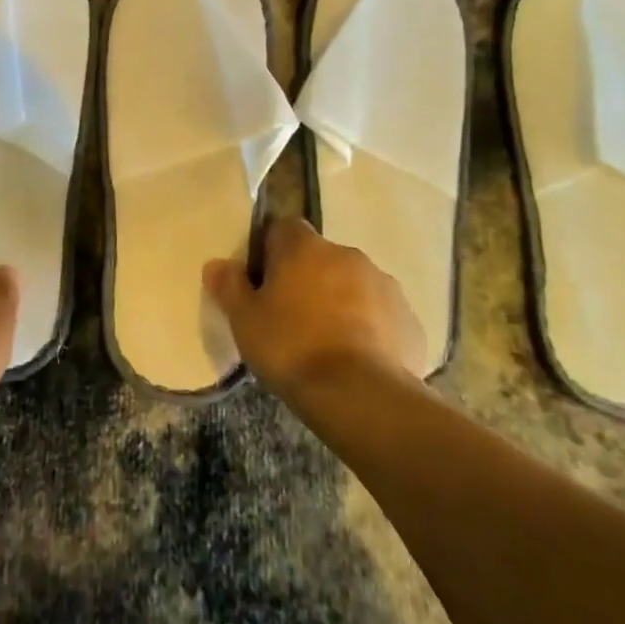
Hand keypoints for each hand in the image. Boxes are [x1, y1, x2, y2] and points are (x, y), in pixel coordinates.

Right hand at [204, 217, 428, 396]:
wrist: (361, 395)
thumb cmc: (292, 348)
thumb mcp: (245, 321)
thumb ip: (229, 286)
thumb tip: (216, 264)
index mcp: (305, 248)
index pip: (283, 228)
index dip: (271, 251)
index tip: (263, 282)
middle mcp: (346, 254)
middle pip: (319, 257)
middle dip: (307, 279)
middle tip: (291, 317)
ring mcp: (383, 284)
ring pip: (353, 284)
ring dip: (340, 302)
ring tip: (326, 342)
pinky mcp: (408, 318)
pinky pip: (381, 314)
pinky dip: (369, 327)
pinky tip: (357, 359)